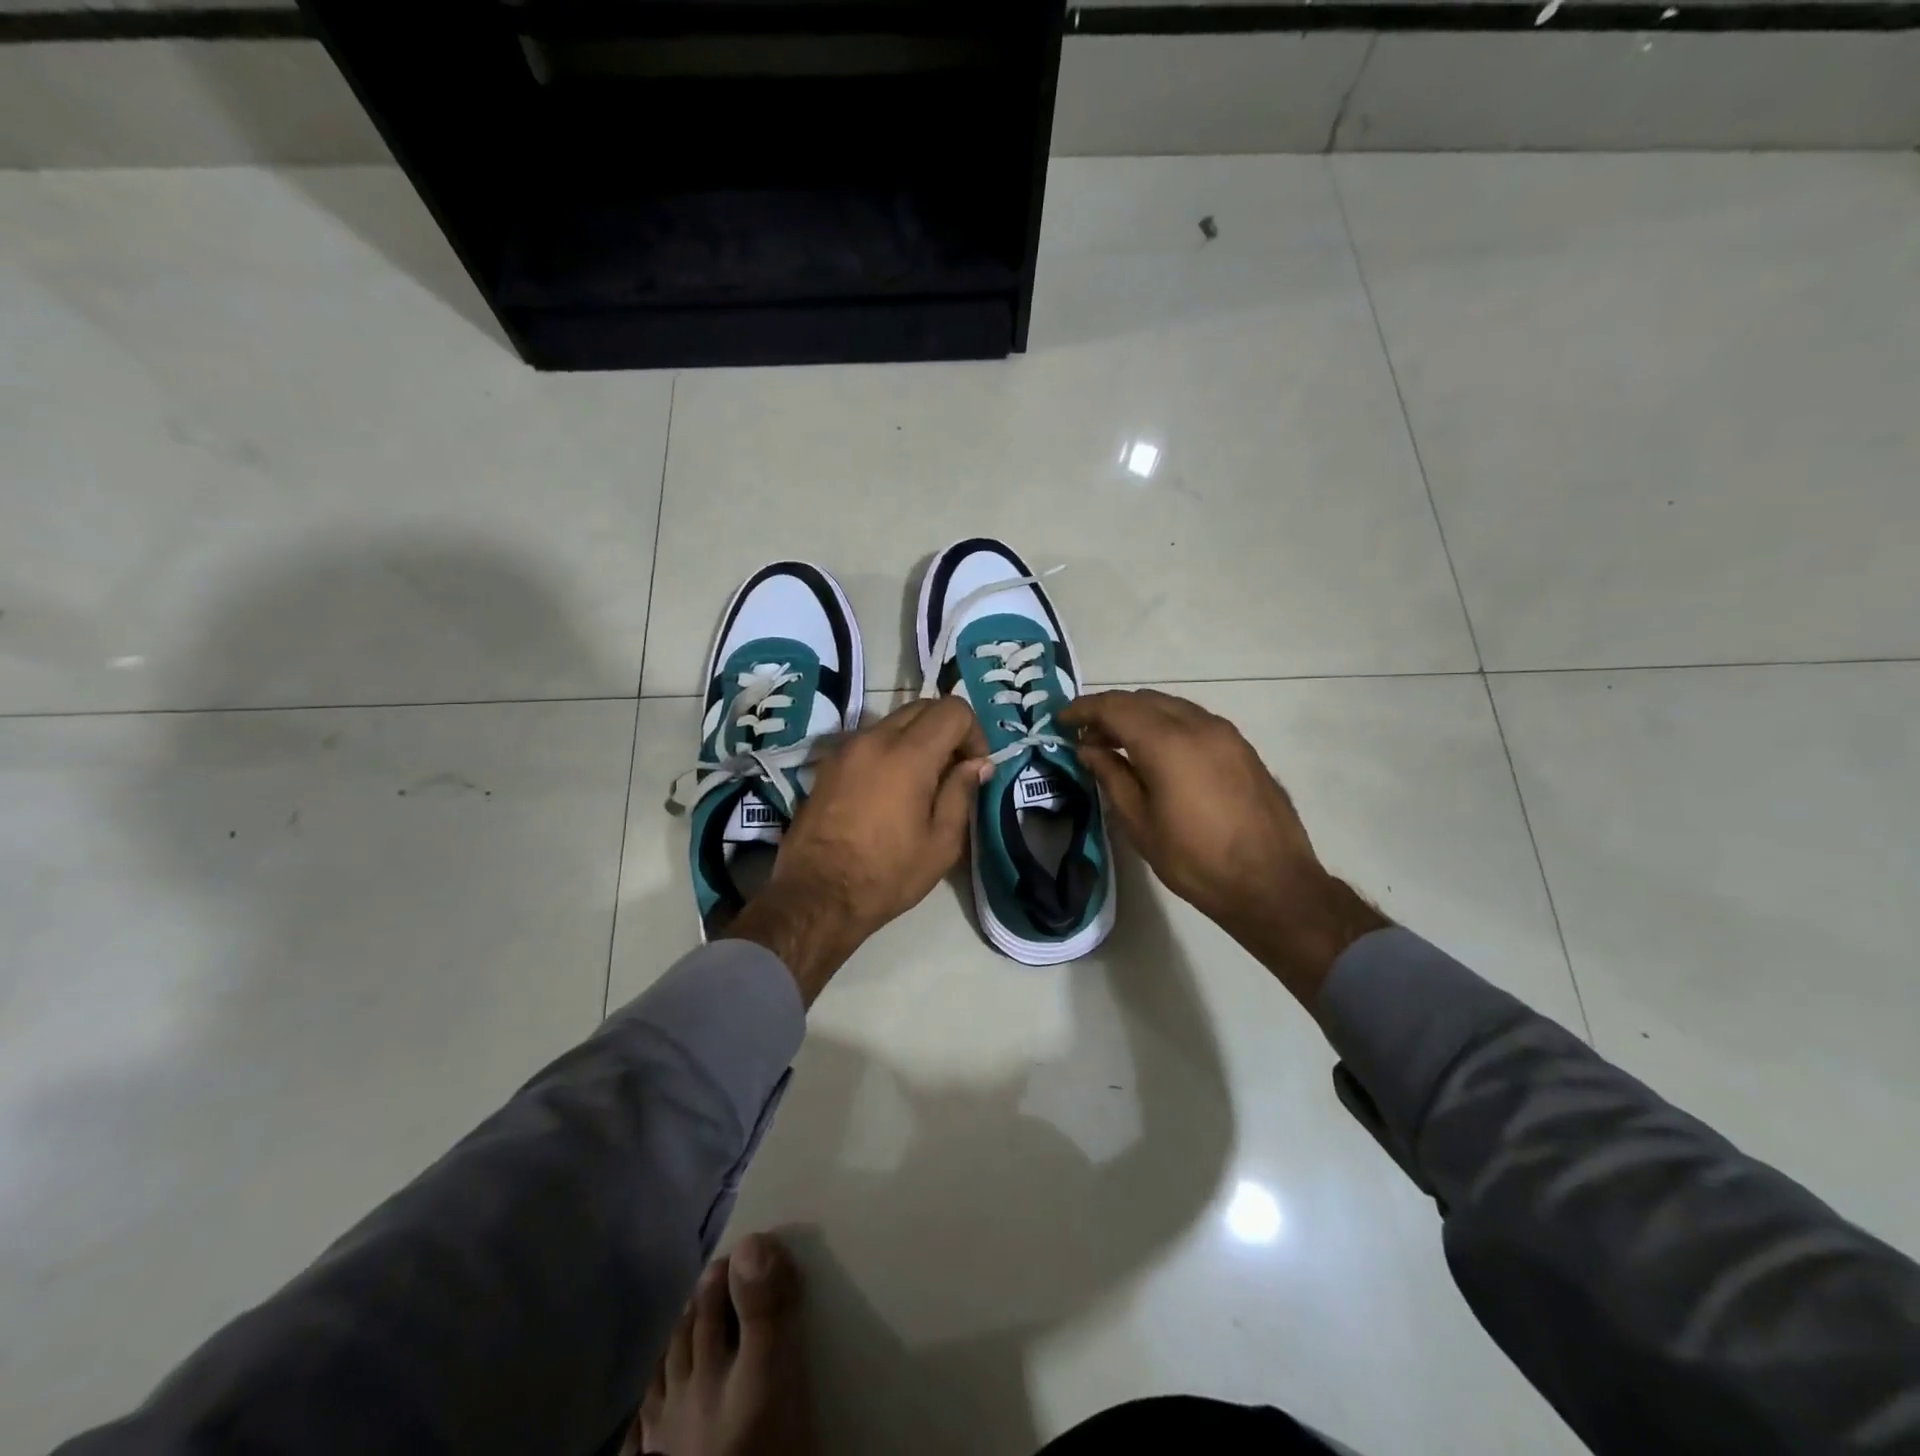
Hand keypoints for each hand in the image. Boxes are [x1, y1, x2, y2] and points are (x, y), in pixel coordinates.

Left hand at [727, 697, 988, 1003]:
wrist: (817, 895)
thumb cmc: (887, 874)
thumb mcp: (941, 842)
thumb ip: (962, 792)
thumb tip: (977, 763)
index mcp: (908, 754)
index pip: (953, 710)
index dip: (974, 732)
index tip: (975, 767)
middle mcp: (875, 738)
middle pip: (922, 707)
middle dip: (947, 730)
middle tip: (953, 771)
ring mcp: (847, 748)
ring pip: (894, 721)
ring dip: (917, 739)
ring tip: (922, 782)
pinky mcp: (828, 764)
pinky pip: (870, 740)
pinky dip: (890, 750)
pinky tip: (891, 790)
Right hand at [1059, 689, 1386, 1005]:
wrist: (1273, 884)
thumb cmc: (1196, 860)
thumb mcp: (1140, 823)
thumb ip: (1112, 776)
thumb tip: (1089, 748)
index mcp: (1167, 743)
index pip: (1115, 707)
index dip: (1084, 709)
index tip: (1062, 720)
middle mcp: (1198, 725)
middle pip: (1144, 700)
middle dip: (1110, 710)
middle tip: (1087, 736)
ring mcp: (1226, 734)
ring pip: (1172, 707)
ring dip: (1140, 716)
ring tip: (1118, 744)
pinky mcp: (1242, 748)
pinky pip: (1195, 721)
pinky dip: (1167, 725)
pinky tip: (1158, 754)